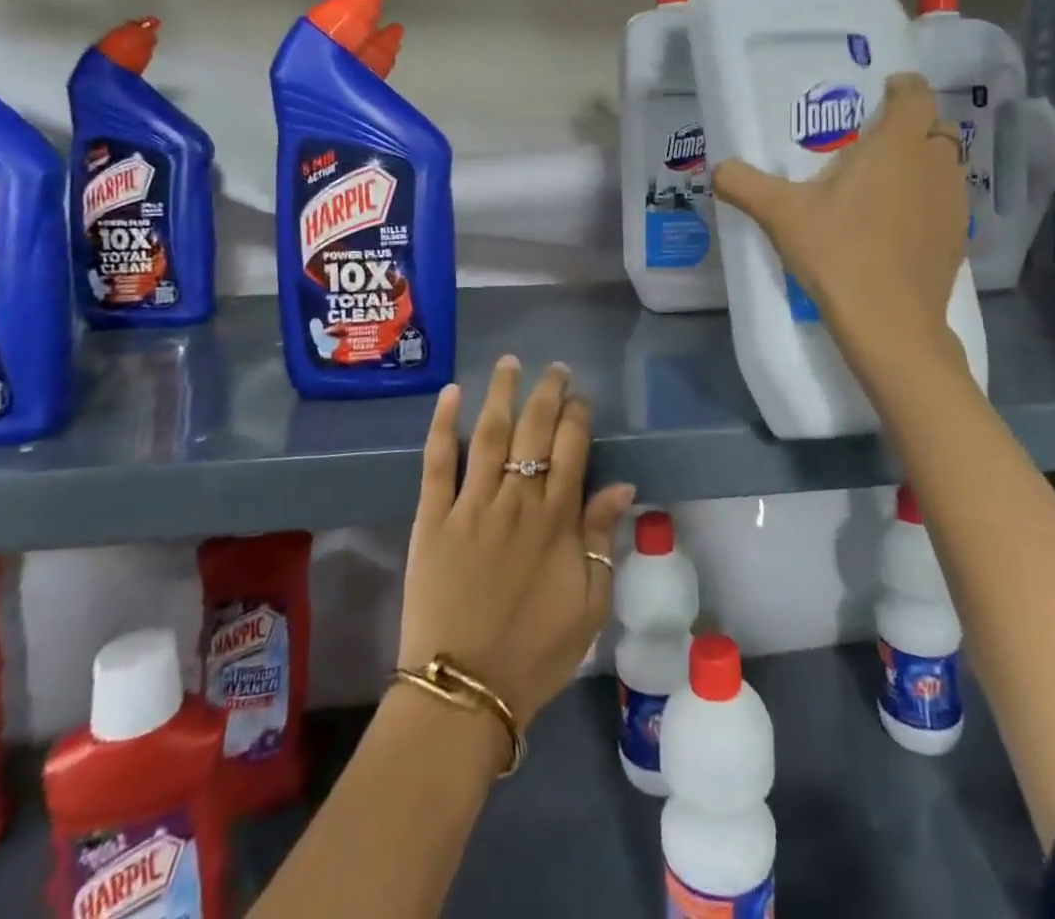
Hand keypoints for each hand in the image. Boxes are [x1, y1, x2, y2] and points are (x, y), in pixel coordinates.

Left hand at [398, 357, 635, 728]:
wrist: (464, 691)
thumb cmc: (534, 652)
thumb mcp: (589, 604)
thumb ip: (602, 539)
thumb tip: (622, 486)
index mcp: (556, 520)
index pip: (572, 448)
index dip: (578, 417)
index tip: (580, 398)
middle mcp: (516, 500)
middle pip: (534, 431)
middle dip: (547, 394)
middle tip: (554, 368)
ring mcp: (471, 505)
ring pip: (489, 434)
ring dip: (501, 394)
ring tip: (509, 363)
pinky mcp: (432, 518)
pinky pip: (437, 462)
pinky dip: (442, 425)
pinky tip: (450, 394)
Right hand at [712, 72, 969, 373]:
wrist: (889, 323)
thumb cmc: (838, 254)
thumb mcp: (781, 215)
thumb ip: (745, 184)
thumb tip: (717, 169)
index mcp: (897, 145)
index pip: (915, 93)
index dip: (901, 87)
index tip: (880, 95)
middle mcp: (933, 164)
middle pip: (933, 127)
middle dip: (910, 127)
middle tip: (872, 145)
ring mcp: (953, 202)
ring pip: (944, 165)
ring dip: (921, 164)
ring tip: (884, 184)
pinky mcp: (957, 237)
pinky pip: (946, 200)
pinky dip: (927, 200)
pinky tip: (897, 226)